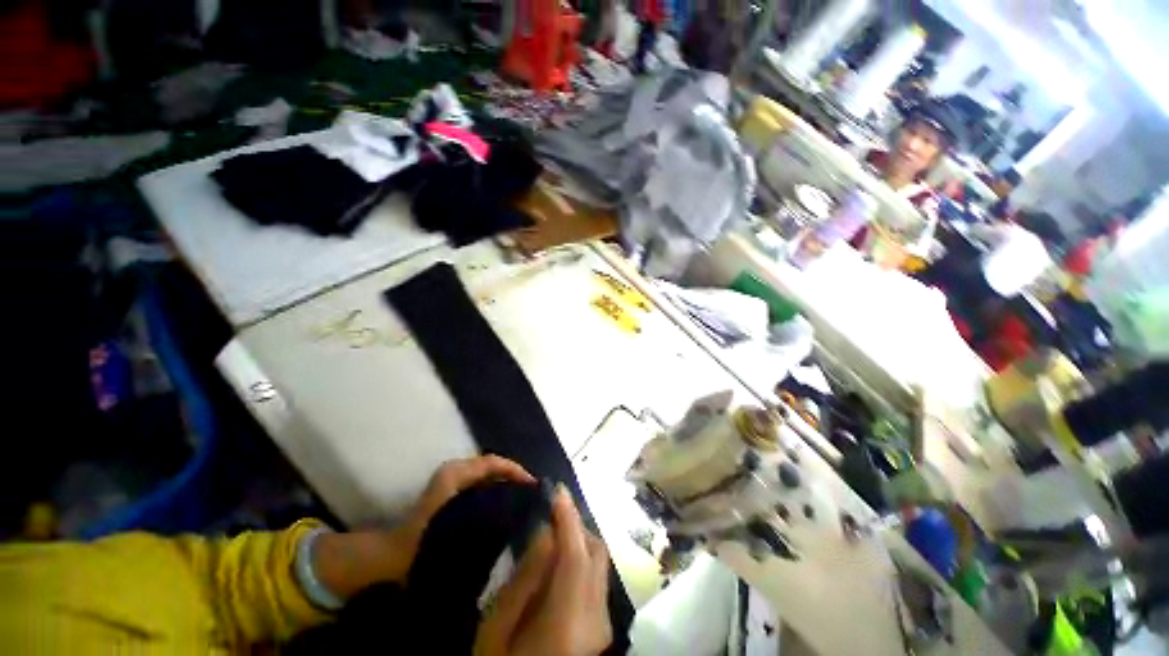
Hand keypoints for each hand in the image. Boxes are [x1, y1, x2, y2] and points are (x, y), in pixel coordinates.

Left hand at [397, 455, 534, 566]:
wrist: (391, 558)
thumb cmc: (424, 542)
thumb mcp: (456, 526)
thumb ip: (485, 510)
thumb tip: (515, 504)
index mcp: (456, 473)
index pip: (494, 462)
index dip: (516, 470)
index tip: (533, 486)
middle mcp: (455, 470)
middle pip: (492, 466)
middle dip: (513, 476)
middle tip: (531, 493)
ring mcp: (451, 481)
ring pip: (487, 475)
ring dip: (505, 483)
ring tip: (522, 499)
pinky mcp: (450, 493)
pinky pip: (480, 484)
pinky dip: (495, 490)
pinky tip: (503, 508)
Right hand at [474, 486, 612, 655]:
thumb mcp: (497, 630)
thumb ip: (525, 578)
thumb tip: (546, 530)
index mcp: (567, 624)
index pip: (577, 555)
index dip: (569, 517)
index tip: (557, 489)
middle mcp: (597, 620)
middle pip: (596, 553)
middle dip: (575, 524)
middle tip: (551, 510)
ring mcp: (605, 623)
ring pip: (600, 561)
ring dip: (579, 538)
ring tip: (554, 530)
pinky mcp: (604, 625)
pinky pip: (597, 576)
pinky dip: (581, 557)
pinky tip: (560, 558)